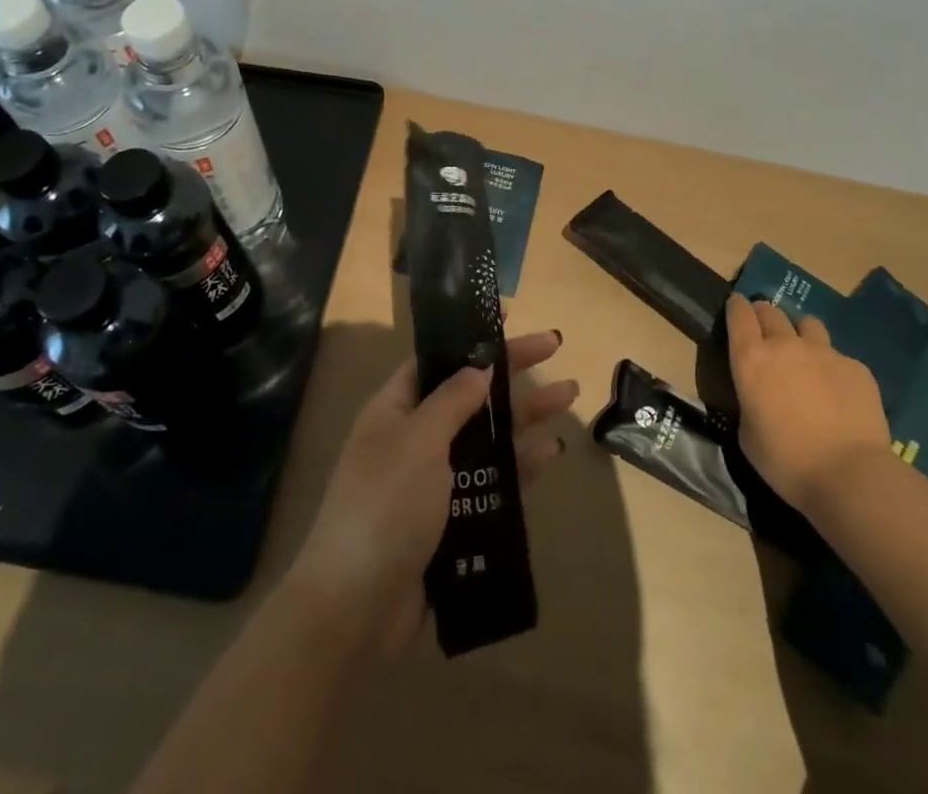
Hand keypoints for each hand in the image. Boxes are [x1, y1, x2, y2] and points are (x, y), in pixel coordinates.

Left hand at [285, 330, 575, 658]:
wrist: (357, 609)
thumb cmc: (385, 506)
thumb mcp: (418, 441)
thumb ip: (453, 400)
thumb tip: (479, 366)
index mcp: (395, 409)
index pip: (438, 359)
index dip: (471, 337)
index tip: (508, 318)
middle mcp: (416, 437)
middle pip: (471, 393)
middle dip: (512, 372)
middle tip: (556, 347)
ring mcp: (435, 480)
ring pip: (489, 436)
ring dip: (526, 415)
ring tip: (570, 394)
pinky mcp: (454, 520)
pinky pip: (494, 481)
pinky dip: (521, 464)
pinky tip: (552, 451)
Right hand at [725, 294, 888, 515]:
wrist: (850, 475)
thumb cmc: (786, 461)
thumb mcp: (748, 434)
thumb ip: (750, 402)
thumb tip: (759, 397)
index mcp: (751, 359)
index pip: (739, 313)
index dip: (736, 308)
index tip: (736, 309)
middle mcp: (785, 345)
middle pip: (771, 311)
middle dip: (764, 317)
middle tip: (766, 334)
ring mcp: (824, 352)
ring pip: (808, 324)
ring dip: (801, 334)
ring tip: (805, 355)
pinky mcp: (856, 367)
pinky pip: (839, 357)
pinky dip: (833, 368)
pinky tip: (840, 394)